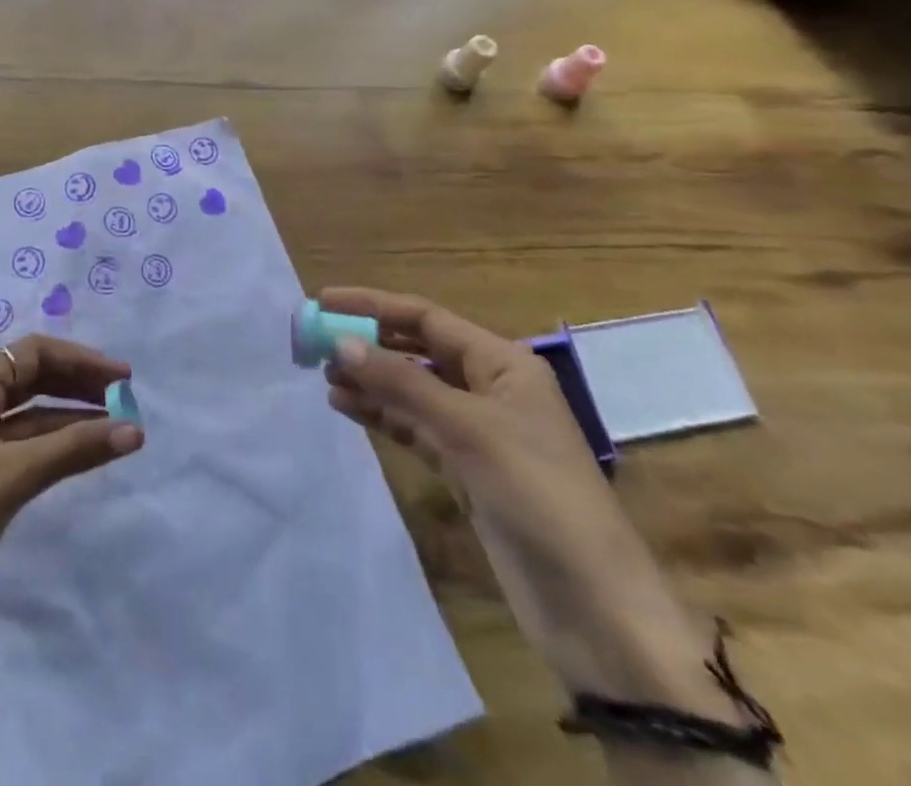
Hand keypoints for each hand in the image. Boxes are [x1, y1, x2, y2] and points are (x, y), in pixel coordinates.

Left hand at [0, 336, 141, 705]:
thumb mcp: (13, 475)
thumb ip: (73, 449)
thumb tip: (135, 429)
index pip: (32, 352)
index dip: (80, 360)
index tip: (122, 378)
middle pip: (30, 376)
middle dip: (77, 384)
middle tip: (123, 399)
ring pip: (28, 413)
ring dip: (69, 417)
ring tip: (114, 427)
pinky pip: (21, 443)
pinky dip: (53, 444)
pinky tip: (82, 455)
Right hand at [319, 288, 739, 721]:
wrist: (594, 609)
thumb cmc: (537, 496)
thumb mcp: (467, 430)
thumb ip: (401, 383)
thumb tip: (340, 342)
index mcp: (502, 363)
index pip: (425, 318)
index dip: (372, 306)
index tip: (324, 301)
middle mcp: (488, 387)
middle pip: (416, 351)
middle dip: (368, 343)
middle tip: (316, 343)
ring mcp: (477, 431)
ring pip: (411, 390)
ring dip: (370, 380)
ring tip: (324, 377)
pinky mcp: (466, 470)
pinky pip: (414, 427)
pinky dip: (382, 416)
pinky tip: (347, 408)